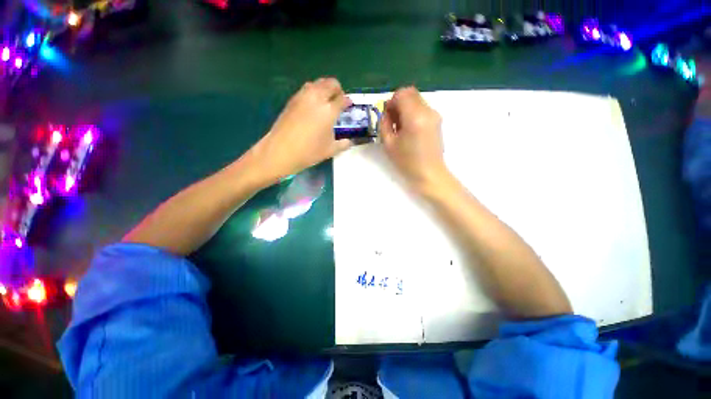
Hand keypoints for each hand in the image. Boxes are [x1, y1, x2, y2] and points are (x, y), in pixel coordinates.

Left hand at [250, 77, 352, 184]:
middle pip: (330, 83)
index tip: (348, 105)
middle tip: (338, 100)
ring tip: (326, 101)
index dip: (347, 101)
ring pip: (317, 83)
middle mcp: (317, 98)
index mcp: (329, 110)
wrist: (281, 151)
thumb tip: (349, 141)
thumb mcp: (330, 150)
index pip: (342, 99)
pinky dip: (313, 92)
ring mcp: (302, 97)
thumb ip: (343, 144)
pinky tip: (312, 105)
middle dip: (337, 89)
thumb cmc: (309, 152)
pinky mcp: (292, 100)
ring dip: (324, 88)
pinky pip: (306, 89)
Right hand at [380, 87, 446, 190]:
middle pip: (410, 93)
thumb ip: (384, 124)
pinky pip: (422, 108)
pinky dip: (413, 113)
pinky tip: (409, 130)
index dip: (391, 102)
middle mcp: (428, 111)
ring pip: (417, 100)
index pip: (402, 94)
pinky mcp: (437, 121)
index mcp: (415, 116)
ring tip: (400, 127)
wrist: (429, 174)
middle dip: (398, 103)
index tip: (387, 116)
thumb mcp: (389, 144)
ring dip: (406, 108)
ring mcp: (435, 115)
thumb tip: (386, 112)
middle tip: (392, 120)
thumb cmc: (407, 162)